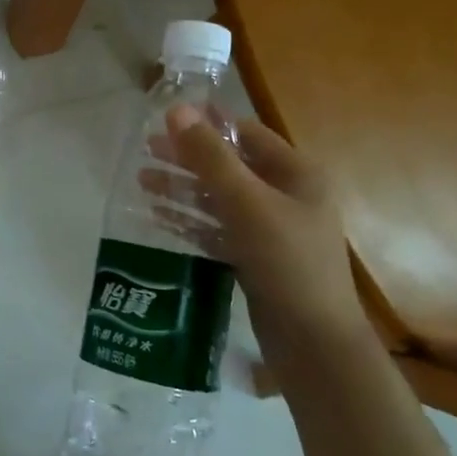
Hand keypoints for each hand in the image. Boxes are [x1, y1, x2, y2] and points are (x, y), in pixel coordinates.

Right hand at [160, 105, 373, 370]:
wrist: (315, 345)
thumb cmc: (288, 263)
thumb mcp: (247, 203)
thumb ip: (210, 157)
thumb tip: (176, 110)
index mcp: (297, 174)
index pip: (247, 134)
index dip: (208, 123)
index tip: (167, 117)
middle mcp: (286, 196)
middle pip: (229, 166)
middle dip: (187, 158)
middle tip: (145, 150)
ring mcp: (271, 230)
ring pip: (219, 199)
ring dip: (182, 189)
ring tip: (141, 181)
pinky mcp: (255, 259)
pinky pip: (217, 229)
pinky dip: (189, 220)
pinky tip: (156, 216)